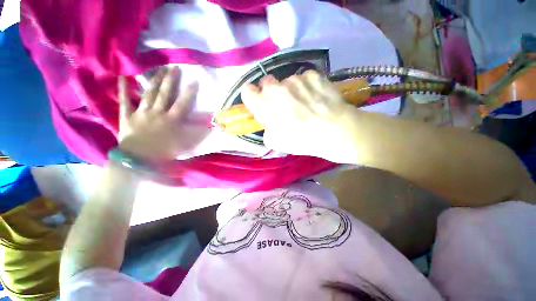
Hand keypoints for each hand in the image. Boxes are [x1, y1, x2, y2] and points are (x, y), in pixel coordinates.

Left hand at [118, 66, 208, 160]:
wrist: (139, 161)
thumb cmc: (165, 153)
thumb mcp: (186, 146)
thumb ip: (199, 135)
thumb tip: (212, 127)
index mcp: (172, 120)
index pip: (183, 103)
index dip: (189, 92)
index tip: (194, 80)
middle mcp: (158, 112)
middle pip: (165, 93)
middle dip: (171, 80)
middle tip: (174, 67)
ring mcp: (141, 112)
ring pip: (149, 93)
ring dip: (154, 80)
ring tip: (159, 69)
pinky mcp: (127, 116)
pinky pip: (125, 100)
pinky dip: (124, 88)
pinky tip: (123, 76)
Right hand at [241, 71, 357, 161]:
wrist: (333, 131)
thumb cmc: (300, 140)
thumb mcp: (275, 142)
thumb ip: (267, 129)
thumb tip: (270, 123)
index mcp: (263, 104)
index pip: (247, 91)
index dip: (252, 96)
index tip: (258, 102)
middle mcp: (276, 87)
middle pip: (266, 82)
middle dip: (271, 92)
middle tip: (282, 104)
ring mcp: (296, 79)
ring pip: (287, 81)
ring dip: (291, 90)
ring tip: (304, 103)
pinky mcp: (313, 75)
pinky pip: (305, 79)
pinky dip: (307, 86)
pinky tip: (316, 97)